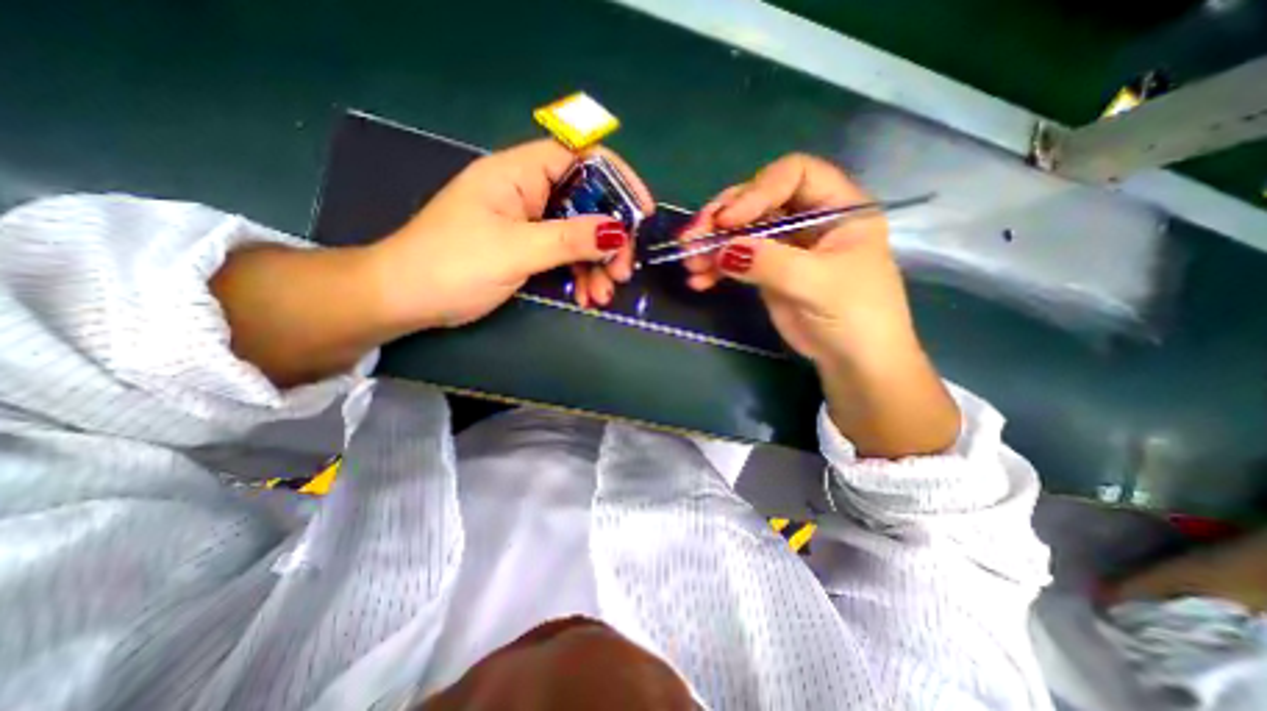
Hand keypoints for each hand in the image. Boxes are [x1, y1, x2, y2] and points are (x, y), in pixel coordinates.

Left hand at [373, 136, 652, 327]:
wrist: (407, 299)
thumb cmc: (452, 265)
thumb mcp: (515, 250)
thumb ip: (569, 239)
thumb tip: (617, 231)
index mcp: (519, 174)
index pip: (581, 156)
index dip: (617, 179)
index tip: (642, 213)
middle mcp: (529, 192)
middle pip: (587, 204)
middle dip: (609, 239)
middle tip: (621, 272)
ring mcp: (530, 223)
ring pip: (580, 235)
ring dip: (597, 265)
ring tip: (602, 296)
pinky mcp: (529, 249)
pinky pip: (566, 256)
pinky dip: (580, 276)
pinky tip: (587, 297)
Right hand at [679, 151, 954, 457]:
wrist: (852, 360)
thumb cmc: (854, 316)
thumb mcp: (816, 284)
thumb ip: (770, 263)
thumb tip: (722, 250)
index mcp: (837, 206)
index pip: (793, 175)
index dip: (757, 191)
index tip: (728, 221)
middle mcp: (807, 217)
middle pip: (757, 200)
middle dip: (721, 218)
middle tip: (691, 239)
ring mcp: (784, 243)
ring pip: (740, 230)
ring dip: (711, 244)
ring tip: (689, 263)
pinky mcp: (766, 268)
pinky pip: (734, 258)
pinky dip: (714, 267)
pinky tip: (698, 281)